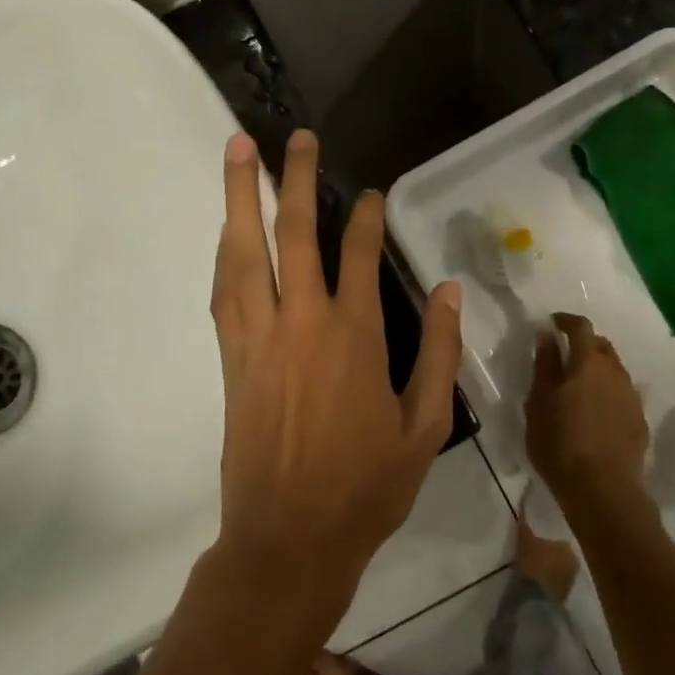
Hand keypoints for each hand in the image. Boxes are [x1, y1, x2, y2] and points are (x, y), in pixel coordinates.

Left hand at [209, 129, 462, 630]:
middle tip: (292, 137)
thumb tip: (449, 291)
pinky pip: (224, 288)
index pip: (357, 254)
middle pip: (294, 235)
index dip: (364, 216)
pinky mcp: (230, 356)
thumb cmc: (366, 486)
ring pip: (244, 251)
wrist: (289, 538)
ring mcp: (258, 336)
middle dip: (293, 179)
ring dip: (241, 198)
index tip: (369, 194)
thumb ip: (438, 353)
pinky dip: (226, 250)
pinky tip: (227, 228)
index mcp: (353, 336)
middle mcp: (301, 322)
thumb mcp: (423, 425)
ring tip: (238, 151)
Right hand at [525, 314, 649, 515]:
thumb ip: (544, 364)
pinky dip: (607, 393)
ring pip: (613, 371)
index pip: (581, 327)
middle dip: (583, 344)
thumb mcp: (539, 401)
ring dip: (596, 370)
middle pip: (601, 346)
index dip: (566, 321)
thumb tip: (547, 334)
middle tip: (563, 357)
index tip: (552, 324)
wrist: (603, 491)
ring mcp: (631, 397)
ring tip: (577, 388)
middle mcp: (615, 372)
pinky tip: (594, 414)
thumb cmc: (560, 443)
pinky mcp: (639, 422)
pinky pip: (621, 395)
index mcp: (588, 362)